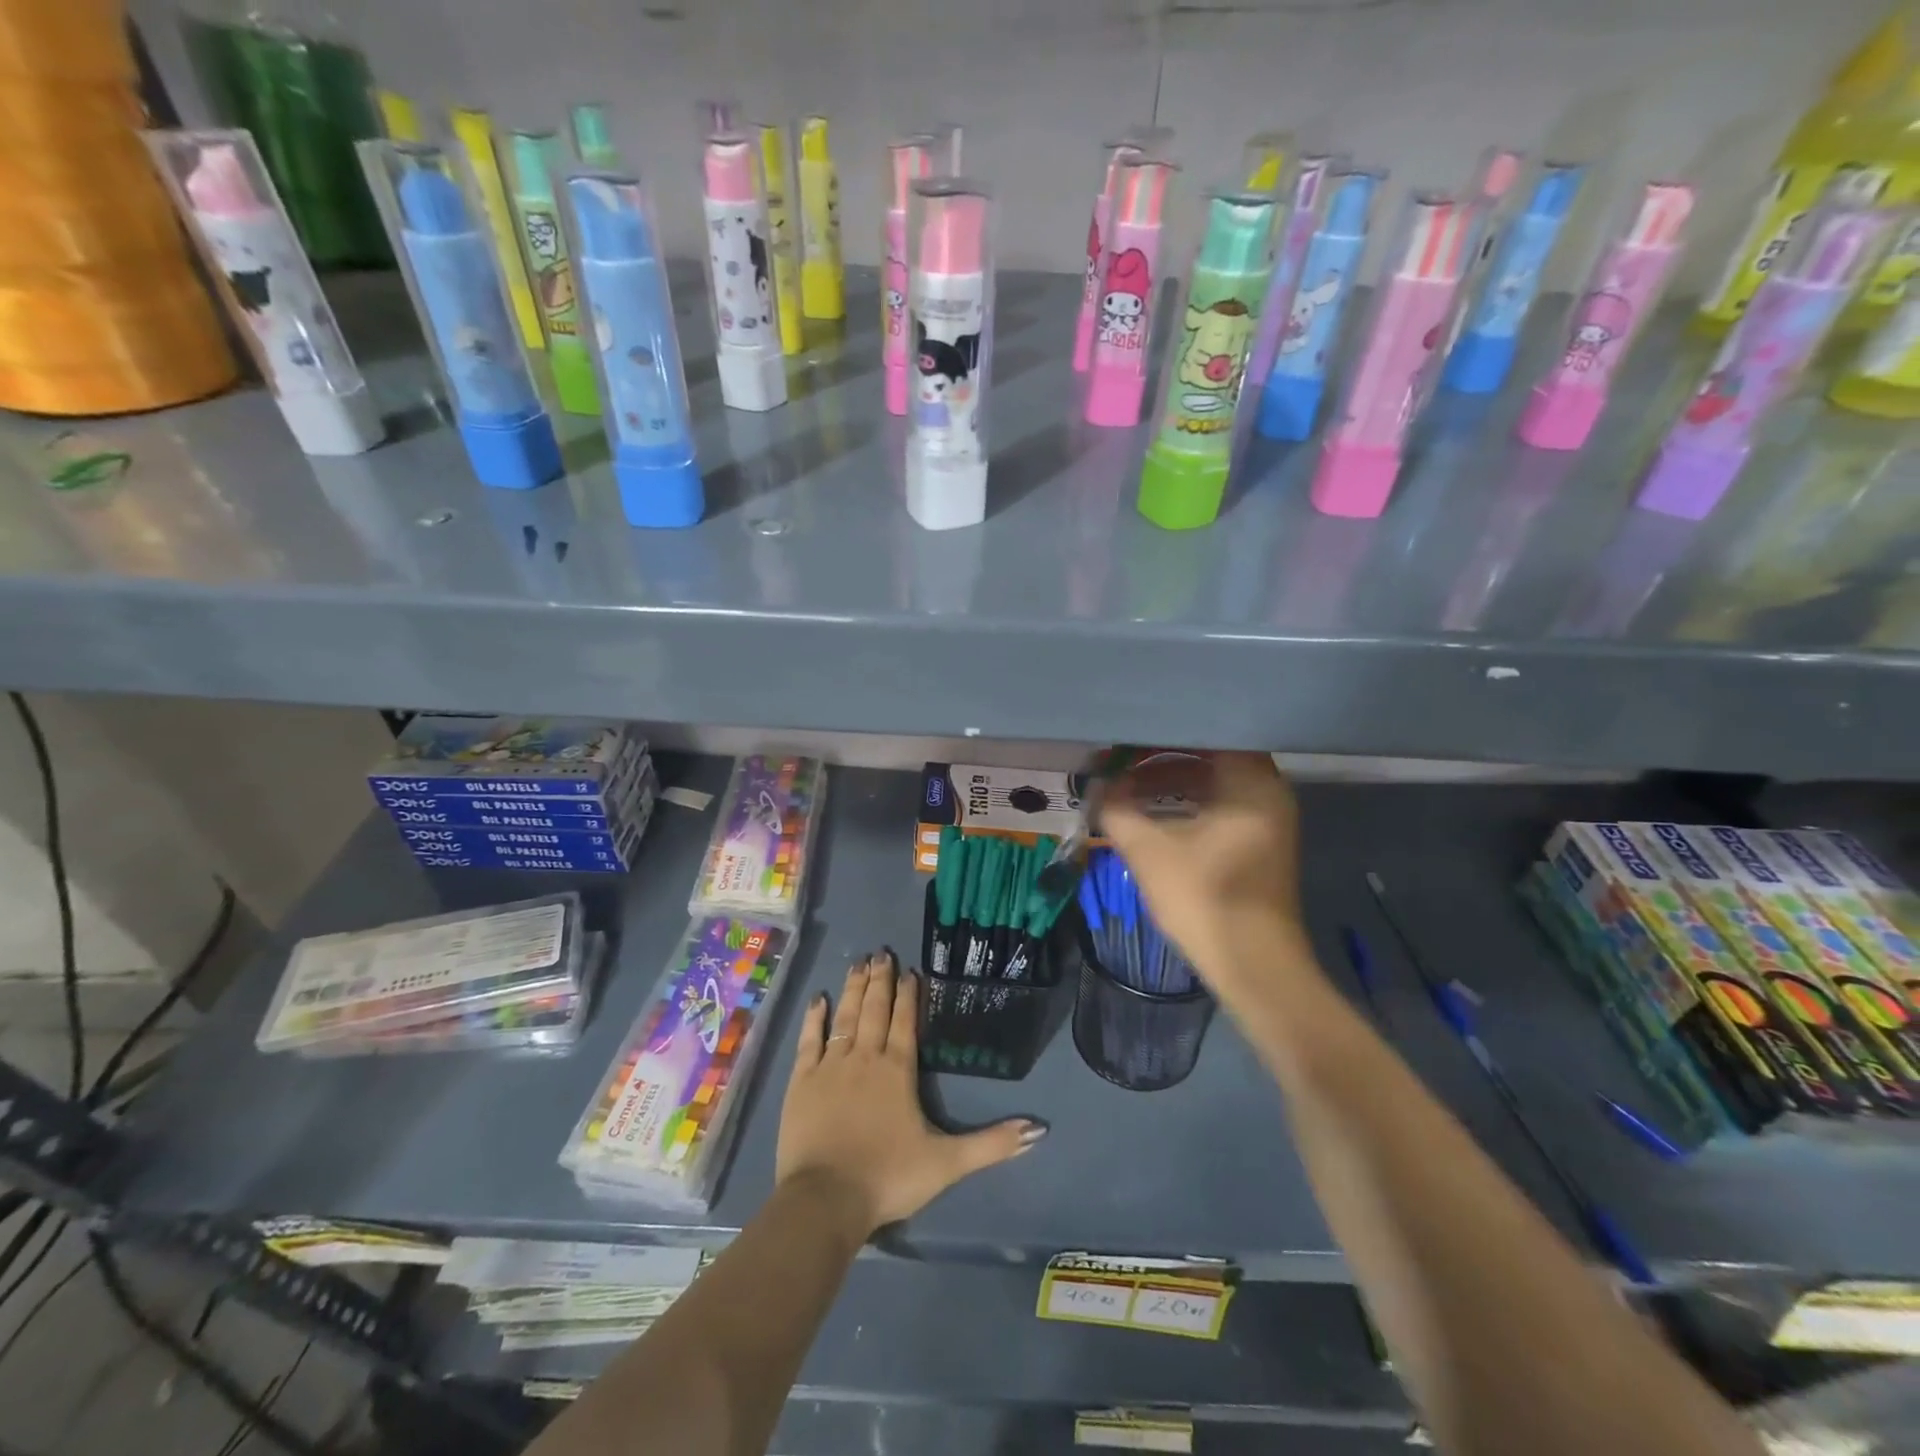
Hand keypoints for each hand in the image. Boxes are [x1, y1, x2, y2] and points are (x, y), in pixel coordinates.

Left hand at [776, 951, 1044, 1235]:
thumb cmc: (889, 1177)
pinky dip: (814, 1018)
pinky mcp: (802, 1081)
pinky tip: (818, 999)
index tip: (910, 970)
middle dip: (880, 980)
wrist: (825, 1199)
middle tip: (881, 952)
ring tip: (858, 963)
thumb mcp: (948, 1163)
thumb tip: (1039, 1128)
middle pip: (875, 1009)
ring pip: (845, 1016)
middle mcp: (865, 1057)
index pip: (906, 1021)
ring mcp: (830, 1066)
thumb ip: (992, 1144)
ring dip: (853, 989)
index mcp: (898, 1070)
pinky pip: (810, 1039)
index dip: (909, 994)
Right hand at [1100, 752, 1307, 990]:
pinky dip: (1186, 804)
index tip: (1127, 736)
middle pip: (1209, 756)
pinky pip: (1219, 805)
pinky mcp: (1259, 843)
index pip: (1206, 733)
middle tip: (1120, 760)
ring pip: (1213, 783)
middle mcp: (1267, 791)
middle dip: (1160, 758)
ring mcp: (1267, 818)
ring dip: (1169, 783)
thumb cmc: (1204, 898)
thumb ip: (1117, 809)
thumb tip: (1097, 787)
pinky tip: (1151, 814)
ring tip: (1126, 788)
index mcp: (1251, 782)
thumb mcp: (1148, 850)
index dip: (1162, 734)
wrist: (1252, 965)